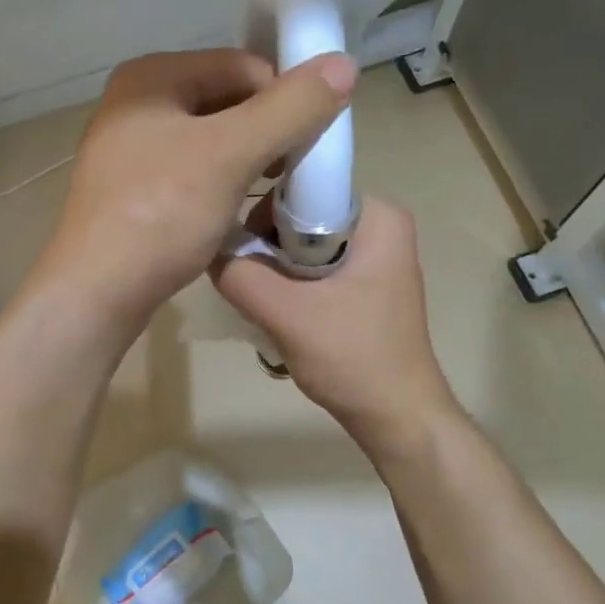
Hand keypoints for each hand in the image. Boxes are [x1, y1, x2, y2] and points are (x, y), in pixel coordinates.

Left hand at [38, 48, 357, 334]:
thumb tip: (343, 63)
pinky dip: (220, 181)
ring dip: (247, 158)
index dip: (284, 98)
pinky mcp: (132, 187)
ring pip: (210, 137)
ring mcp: (129, 147)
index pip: (242, 66)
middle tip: (292, 170)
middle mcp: (135, 102)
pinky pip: (191, 168)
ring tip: (269, 191)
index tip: (310, 143)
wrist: (96, 292)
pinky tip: (234, 208)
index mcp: (151, 77)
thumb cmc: (161, 214)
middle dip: (266, 130)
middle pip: (225, 99)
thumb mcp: (232, 154)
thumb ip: (290, 108)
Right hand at [210, 196, 456, 454]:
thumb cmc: (353, 358)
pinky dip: (291, 285)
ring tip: (264, 304)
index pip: (303, 186)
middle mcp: (380, 226)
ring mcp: (374, 257)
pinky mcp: (364, 284)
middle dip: (268, 247)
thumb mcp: (287, 315)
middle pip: (300, 216)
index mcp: (378, 216)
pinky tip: (280, 314)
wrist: (397, 417)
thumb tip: (207, 247)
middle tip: (251, 284)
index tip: (242, 248)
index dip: (264, 212)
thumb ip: (240, 275)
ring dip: (276, 271)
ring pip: (303, 245)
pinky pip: (314, 267)